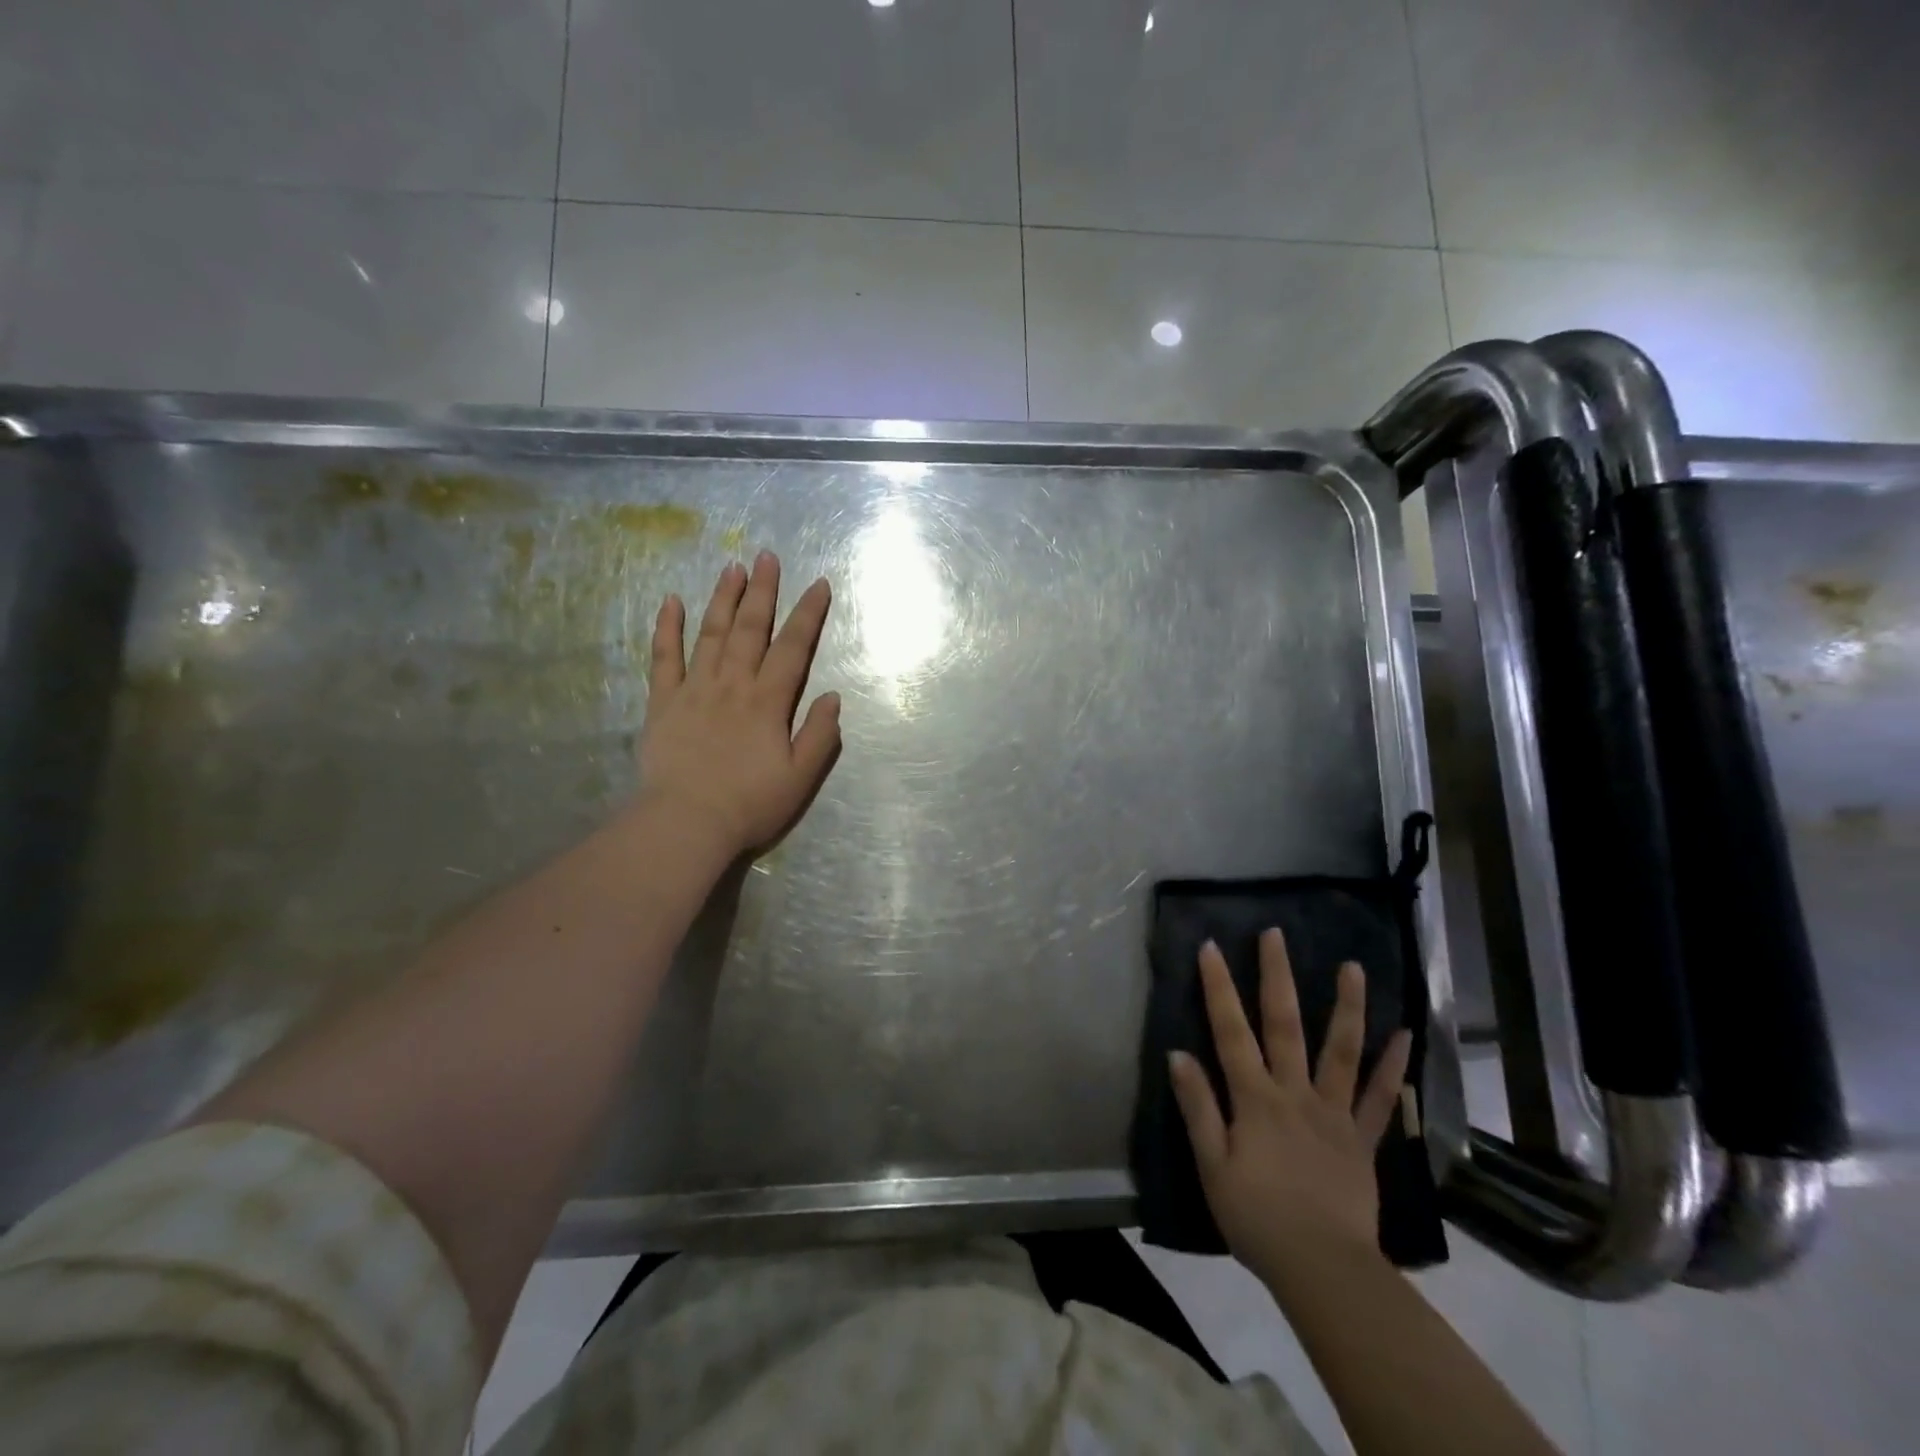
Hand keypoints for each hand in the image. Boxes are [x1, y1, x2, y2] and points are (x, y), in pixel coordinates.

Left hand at [637, 551, 841, 857]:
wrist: (686, 823)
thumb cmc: (750, 804)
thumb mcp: (800, 777)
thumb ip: (819, 734)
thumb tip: (833, 696)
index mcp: (768, 702)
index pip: (793, 648)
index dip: (808, 614)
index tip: (818, 584)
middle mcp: (732, 685)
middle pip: (750, 629)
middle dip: (763, 591)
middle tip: (767, 556)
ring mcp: (694, 690)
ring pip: (710, 634)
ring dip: (723, 598)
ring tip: (732, 567)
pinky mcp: (663, 703)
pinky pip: (664, 658)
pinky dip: (668, 629)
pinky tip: (672, 602)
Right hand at [1169, 929, 1412, 1293]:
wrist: (1323, 1269)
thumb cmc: (1257, 1217)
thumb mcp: (1212, 1165)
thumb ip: (1198, 1107)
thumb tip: (1178, 1053)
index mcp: (1255, 1098)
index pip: (1231, 1031)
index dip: (1219, 988)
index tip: (1212, 947)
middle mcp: (1295, 1093)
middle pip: (1284, 1025)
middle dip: (1277, 975)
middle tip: (1276, 934)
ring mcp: (1334, 1113)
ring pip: (1340, 1050)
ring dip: (1346, 1006)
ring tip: (1353, 967)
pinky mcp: (1362, 1139)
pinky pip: (1378, 1098)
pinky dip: (1391, 1066)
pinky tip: (1404, 1036)